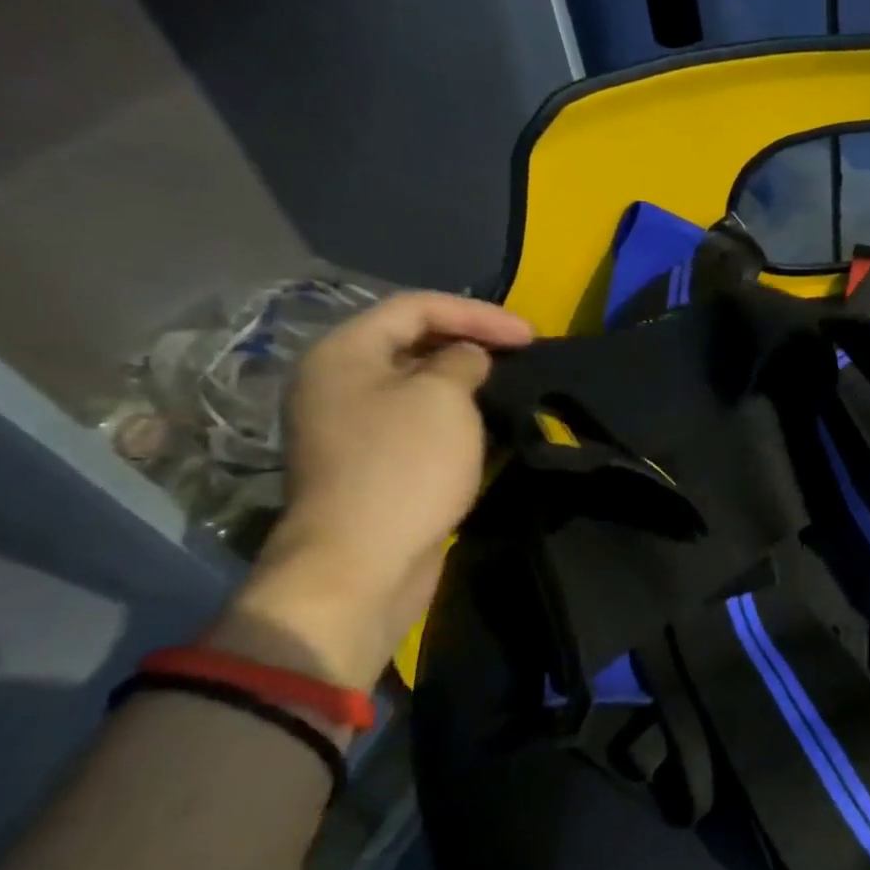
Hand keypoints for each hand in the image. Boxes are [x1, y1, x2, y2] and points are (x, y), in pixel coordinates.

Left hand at [222, 292, 533, 688]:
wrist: (362, 562)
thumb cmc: (404, 467)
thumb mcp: (444, 398)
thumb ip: (462, 362)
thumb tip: (466, 359)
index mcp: (344, 353)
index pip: (415, 307)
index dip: (477, 313)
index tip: (530, 336)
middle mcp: (339, 382)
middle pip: (411, 341)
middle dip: (470, 342)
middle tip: (522, 355)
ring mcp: (351, 426)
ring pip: (416, 384)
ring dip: (465, 381)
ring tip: (510, 386)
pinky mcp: (371, 463)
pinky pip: (417, 421)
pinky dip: (454, 415)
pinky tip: (487, 426)